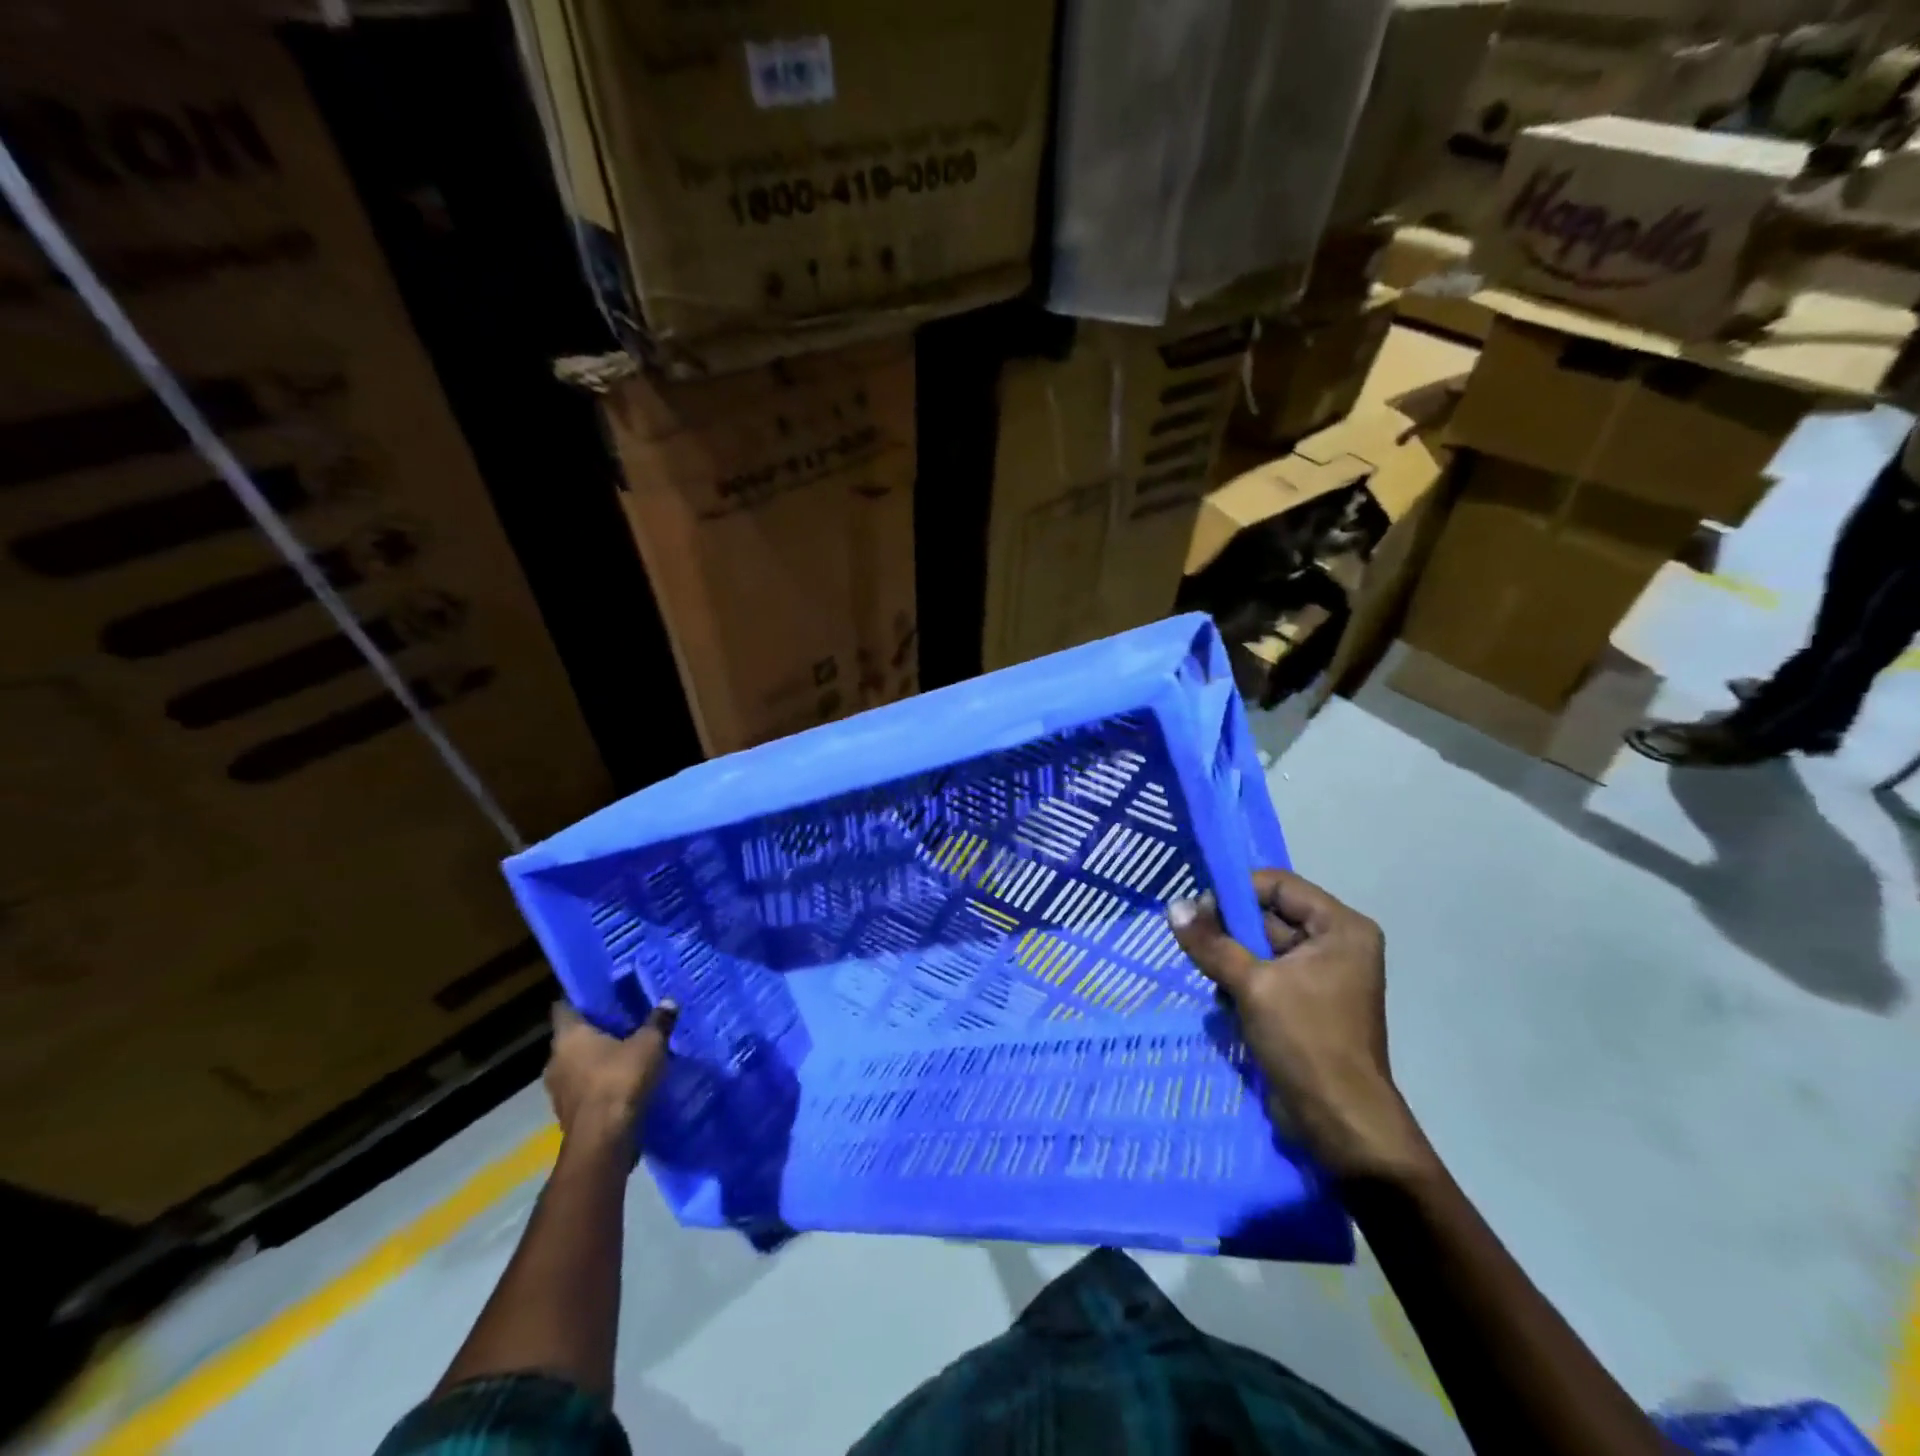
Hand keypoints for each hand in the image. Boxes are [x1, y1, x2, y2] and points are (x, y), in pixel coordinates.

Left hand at [544, 1000, 677, 1141]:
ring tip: (626, 1052)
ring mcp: (558, 1090)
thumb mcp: (649, 1045)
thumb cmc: (620, 1080)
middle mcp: (555, 1060)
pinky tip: (623, 1082)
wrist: (604, 1141)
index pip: (564, 1007)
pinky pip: (583, 1089)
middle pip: (572, 1037)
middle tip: (623, 1021)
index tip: (602, 994)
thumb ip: (658, 1022)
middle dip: (595, 1031)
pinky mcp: (567, 1114)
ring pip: (577, 1065)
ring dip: (596, 1060)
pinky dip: (599, 1083)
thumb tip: (668, 1002)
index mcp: (568, 1036)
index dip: (581, 999)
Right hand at [1169, 871, 1430, 1179]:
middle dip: (1229, 931)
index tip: (1200, 911)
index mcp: (1340, 928)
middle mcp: (1335, 944)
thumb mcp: (1252, 985)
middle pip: (1268, 916)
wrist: (1340, 1123)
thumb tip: (1174, 906)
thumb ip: (1211, 943)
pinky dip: (1239, 983)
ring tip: (1216, 983)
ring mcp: (1321, 976)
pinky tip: (1226, 1004)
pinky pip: (1263, 975)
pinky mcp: (1304, 1004)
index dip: (1237, 892)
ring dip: (1230, 961)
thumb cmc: (1306, 1041)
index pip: (1279, 885)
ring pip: (1259, 947)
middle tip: (1198, 946)